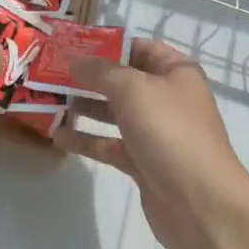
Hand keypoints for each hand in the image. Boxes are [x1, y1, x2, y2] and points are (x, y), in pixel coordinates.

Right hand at [54, 39, 248, 248]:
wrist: (200, 203)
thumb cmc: (170, 132)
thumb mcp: (133, 89)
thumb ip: (100, 71)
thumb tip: (74, 60)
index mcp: (176, 73)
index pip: (139, 48)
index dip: (107, 45)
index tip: (71, 45)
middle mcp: (167, 99)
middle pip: (123, 81)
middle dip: (89, 76)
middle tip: (51, 72)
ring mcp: (155, 133)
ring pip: (113, 113)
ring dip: (84, 106)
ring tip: (48, 100)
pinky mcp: (142, 163)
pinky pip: (109, 144)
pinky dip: (86, 139)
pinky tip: (57, 136)